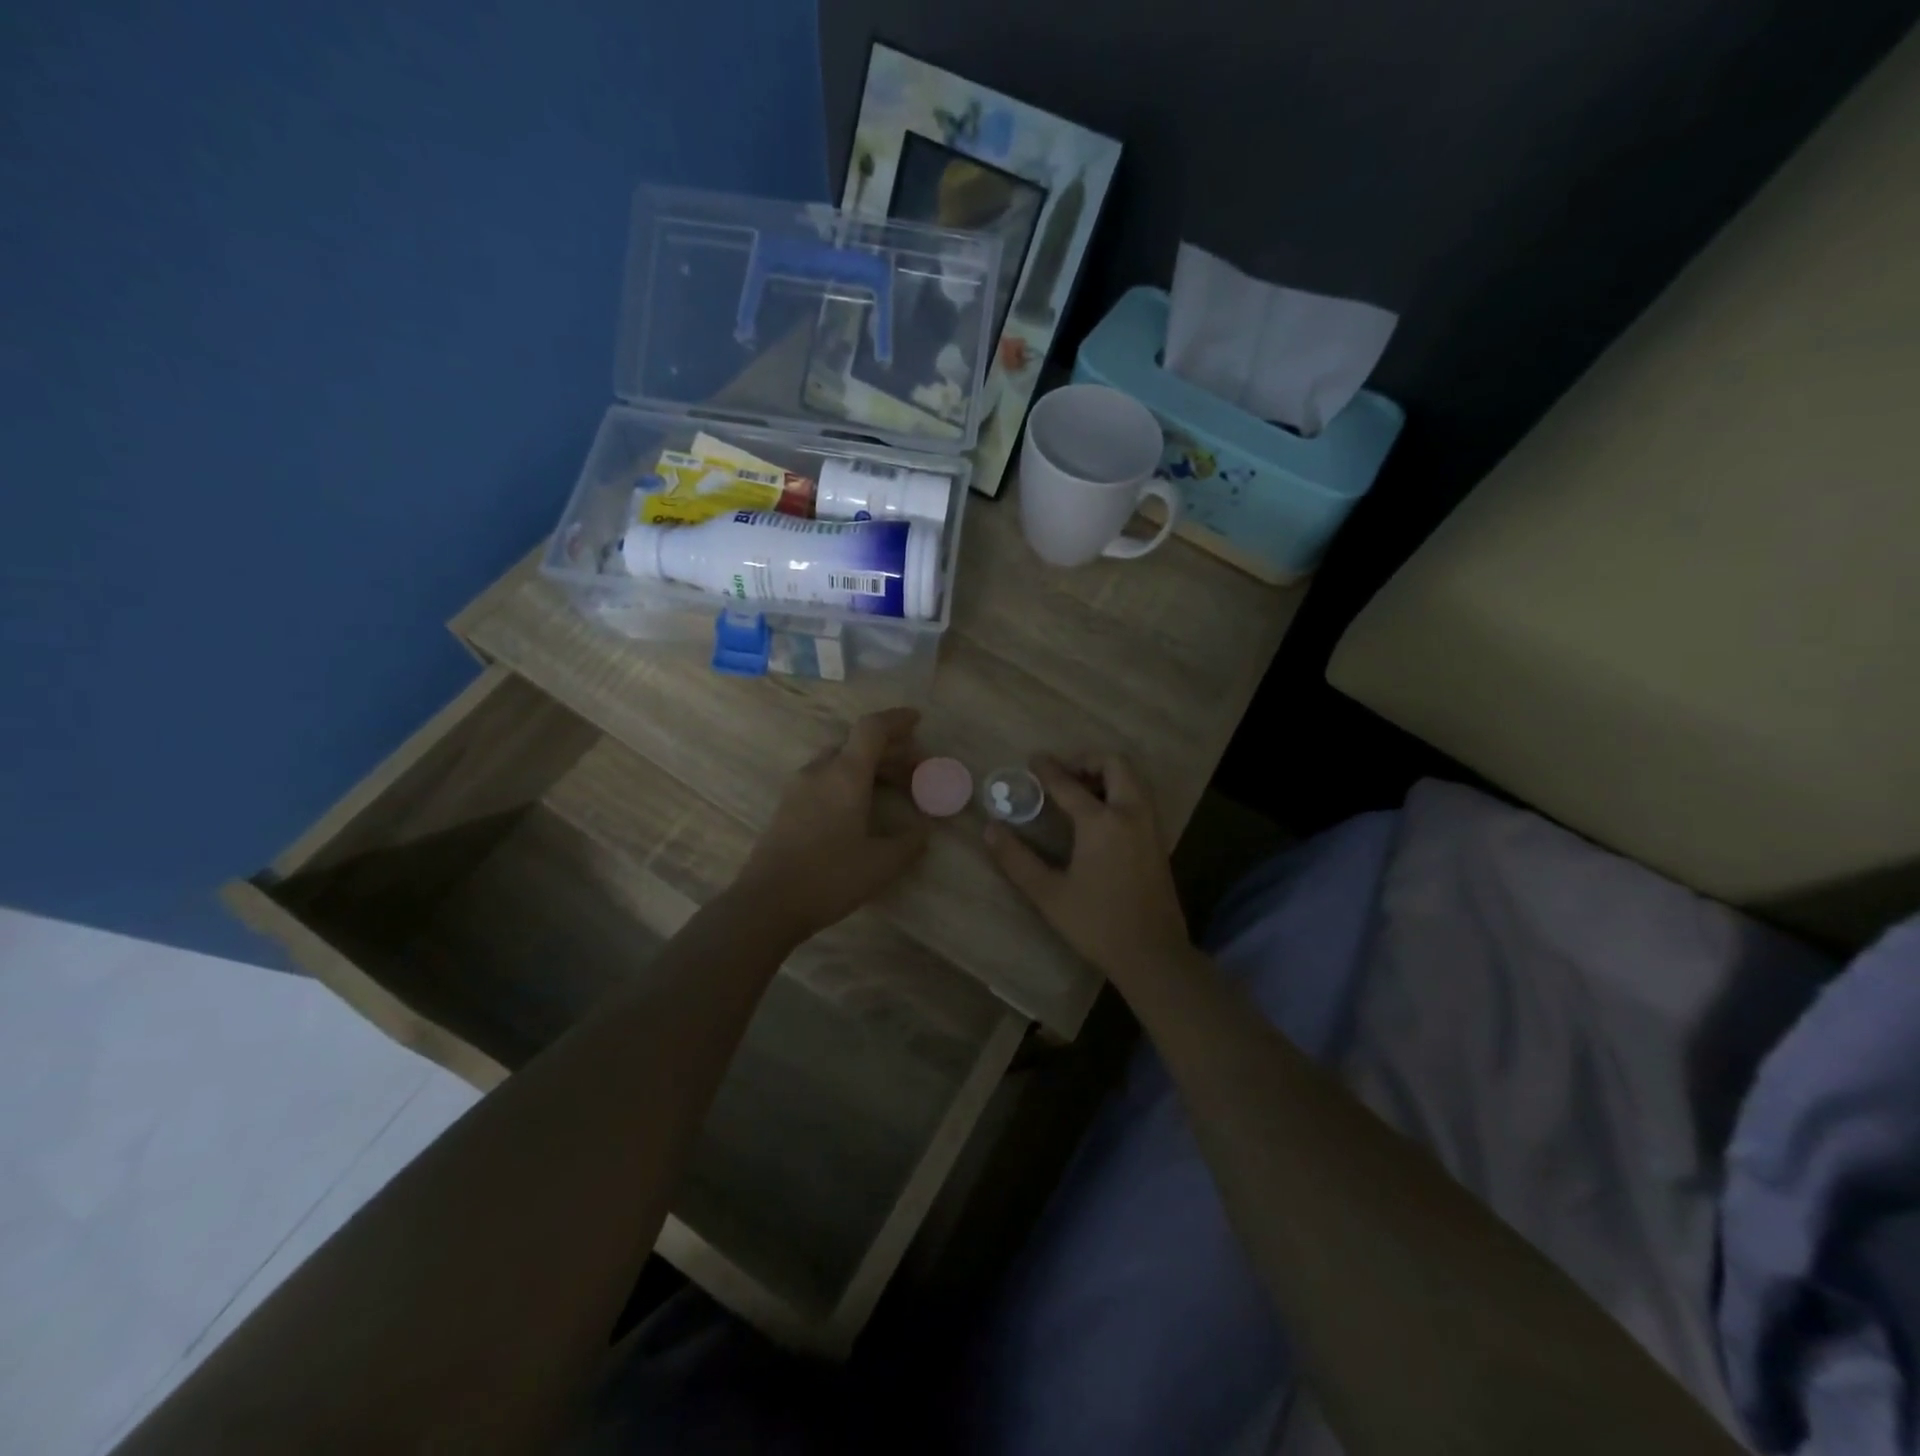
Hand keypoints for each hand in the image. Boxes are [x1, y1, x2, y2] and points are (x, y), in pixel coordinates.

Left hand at [734, 707, 929, 942]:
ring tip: (892, 786)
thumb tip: (922, 830)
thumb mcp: (882, 864)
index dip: (897, 719)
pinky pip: (824, 778)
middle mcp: (819, 771)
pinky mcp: (787, 806)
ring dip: (867, 765)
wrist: (766, 904)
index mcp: (845, 774)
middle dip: (889, 749)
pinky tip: (860, 806)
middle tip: (915, 768)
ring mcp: (798, 787)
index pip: (872, 728)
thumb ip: (909, 842)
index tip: (918, 720)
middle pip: (856, 743)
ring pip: (838, 760)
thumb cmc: (829, 878)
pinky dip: (848, 779)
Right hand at [983, 753, 1191, 982]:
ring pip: (1133, 778)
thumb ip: (1016, 859)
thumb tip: (991, 829)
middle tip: (1062, 775)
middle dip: (1087, 761)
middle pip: (1115, 764)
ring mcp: (1150, 825)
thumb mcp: (1048, 894)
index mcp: (1102, 822)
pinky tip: (1099, 816)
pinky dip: (1120, 790)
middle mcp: (1130, 813)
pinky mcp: (1158, 840)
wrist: (1153, 954)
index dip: (1048, 769)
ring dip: (1106, 774)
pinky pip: (1140, 797)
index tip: (1033, 759)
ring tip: (1079, 791)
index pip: (1069, 784)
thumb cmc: (1096, 923)